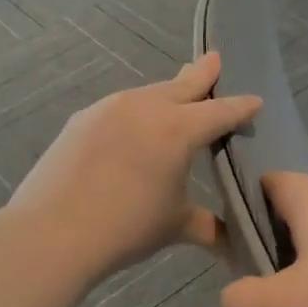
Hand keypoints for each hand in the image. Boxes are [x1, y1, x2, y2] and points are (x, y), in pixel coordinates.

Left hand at [7, 55, 260, 286]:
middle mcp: (146, 108)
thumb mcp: (176, 226)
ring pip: (149, 94)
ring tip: (175, 96)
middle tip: (215, 59)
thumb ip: (209, 227)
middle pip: (182, 86)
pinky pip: (120, 108)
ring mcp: (109, 109)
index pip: (220, 112)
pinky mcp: (82, 120)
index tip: (255, 101)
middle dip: (202, 75)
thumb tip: (234, 247)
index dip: (240, 107)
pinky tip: (133, 127)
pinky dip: (135, 112)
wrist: (52, 232)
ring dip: (167, 94)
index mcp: (178, 129)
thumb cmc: (126, 227)